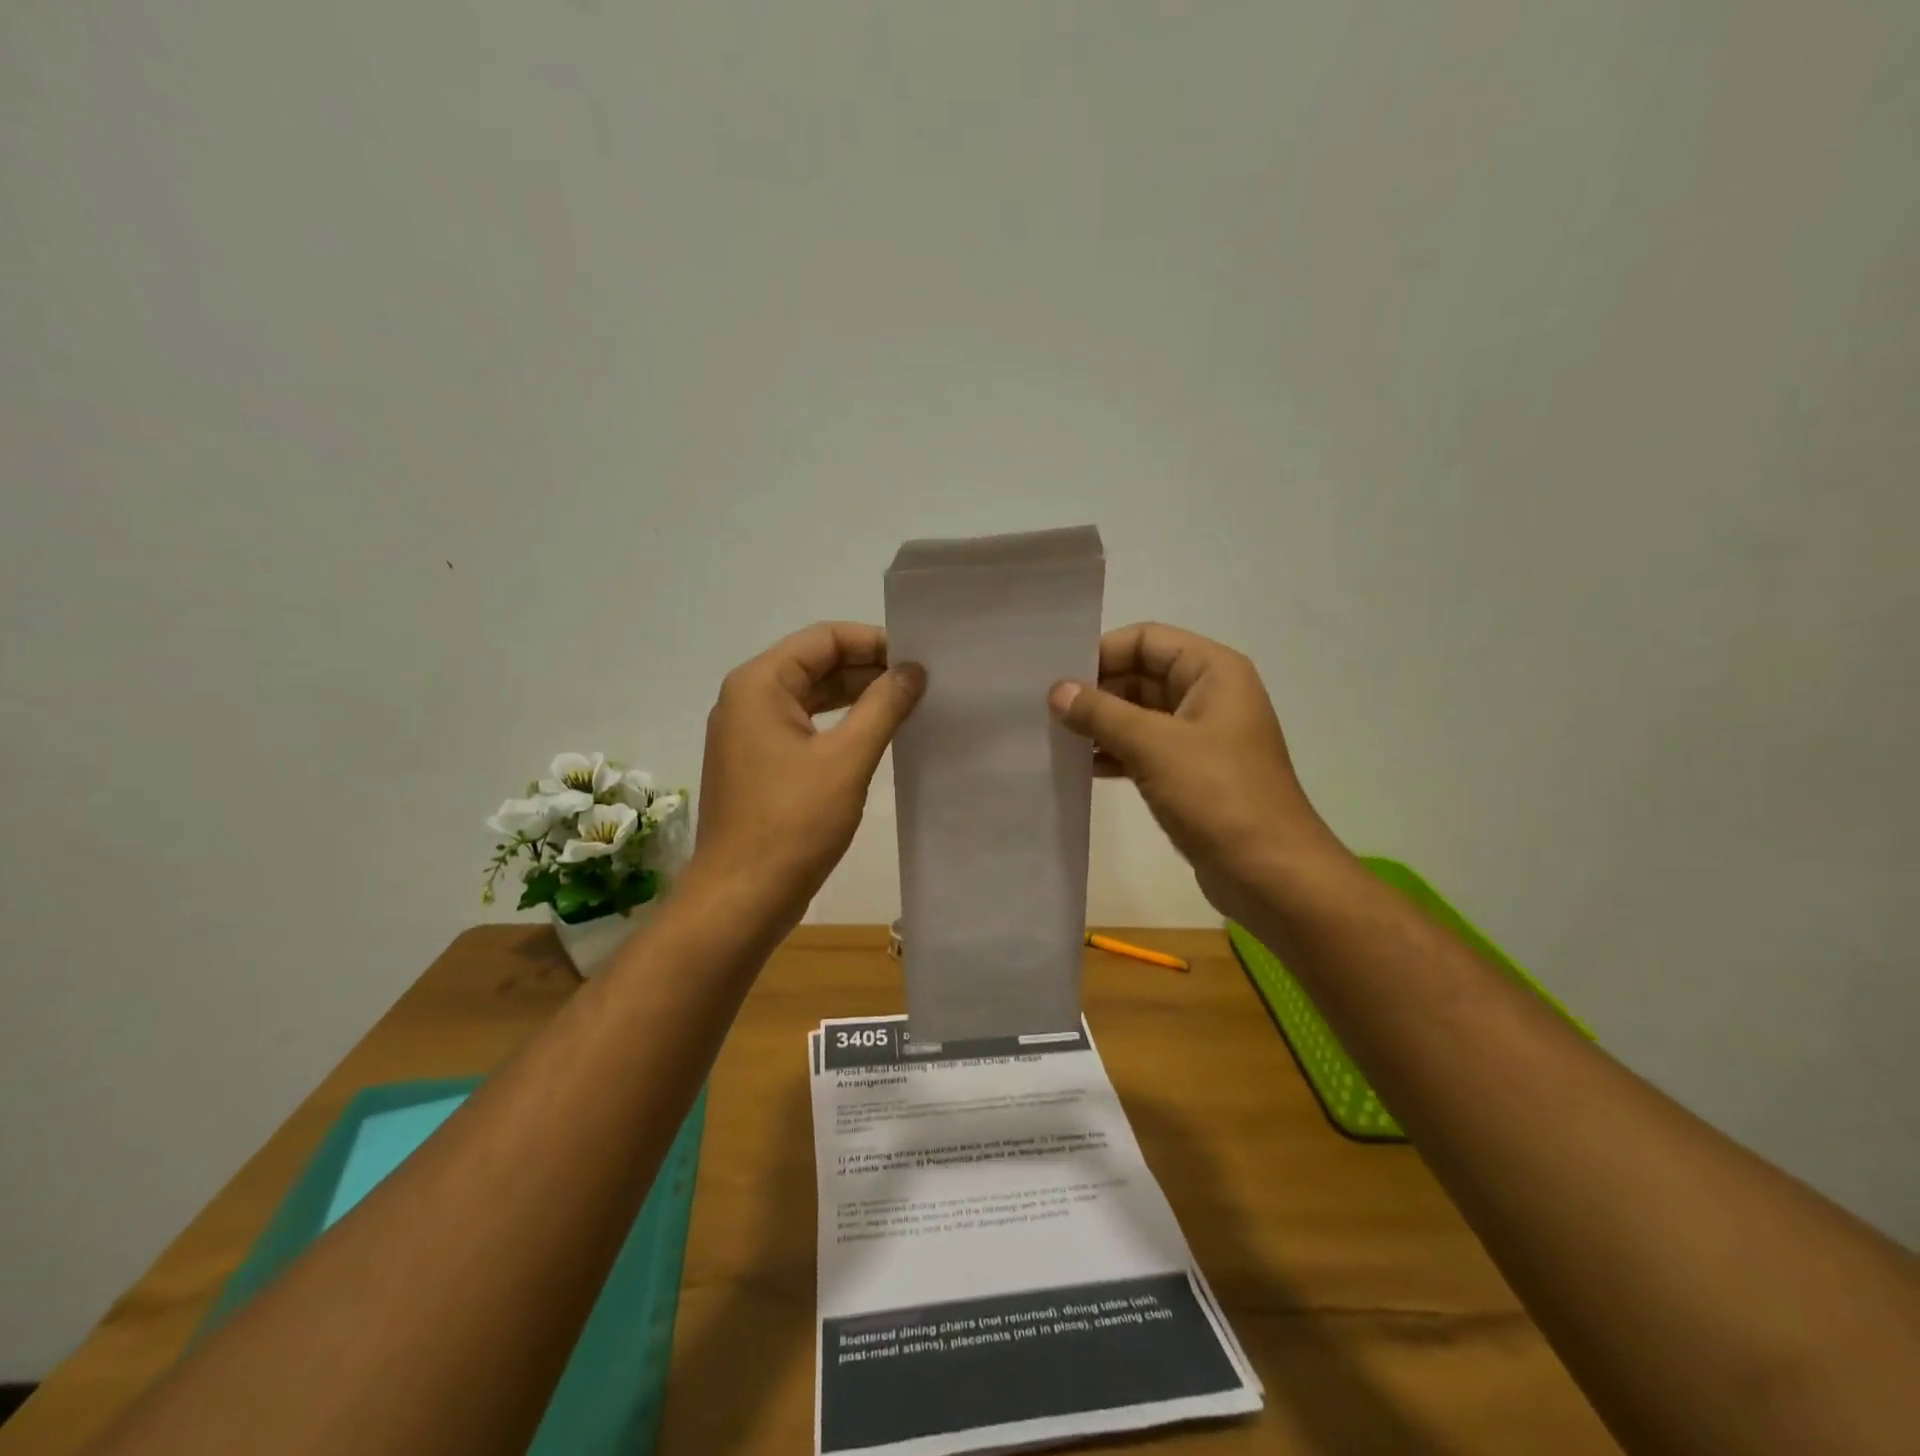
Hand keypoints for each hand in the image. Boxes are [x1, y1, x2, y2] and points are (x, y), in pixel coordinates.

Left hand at [689, 622, 924, 930]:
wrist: (742, 897)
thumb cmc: (793, 823)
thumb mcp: (846, 759)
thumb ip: (883, 706)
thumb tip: (913, 669)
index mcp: (759, 684)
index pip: (824, 638)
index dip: (874, 642)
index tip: (918, 661)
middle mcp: (748, 699)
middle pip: (815, 663)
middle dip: (868, 669)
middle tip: (921, 684)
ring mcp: (750, 734)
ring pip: (811, 697)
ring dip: (856, 698)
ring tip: (907, 706)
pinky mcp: (759, 764)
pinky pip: (804, 728)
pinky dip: (839, 726)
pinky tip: (876, 737)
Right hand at [1048, 623, 1338, 920]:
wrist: (1269, 873)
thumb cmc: (1218, 796)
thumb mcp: (1154, 746)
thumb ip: (1101, 713)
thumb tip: (1056, 691)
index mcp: (1213, 672)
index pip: (1146, 640)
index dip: (1101, 652)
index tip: (1057, 678)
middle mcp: (1208, 695)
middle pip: (1140, 675)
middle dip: (1095, 691)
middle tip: (1044, 709)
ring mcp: (1200, 737)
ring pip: (1138, 715)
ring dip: (1100, 724)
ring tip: (1053, 737)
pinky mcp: (1190, 774)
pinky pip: (1143, 749)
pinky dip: (1113, 753)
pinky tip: (1078, 767)